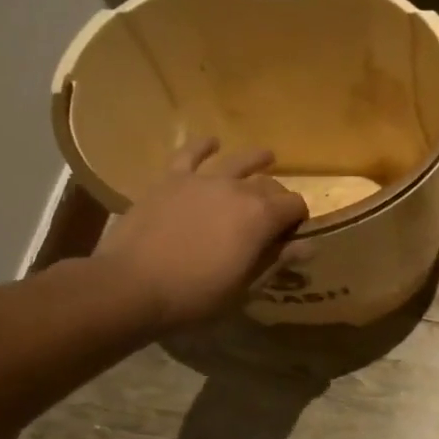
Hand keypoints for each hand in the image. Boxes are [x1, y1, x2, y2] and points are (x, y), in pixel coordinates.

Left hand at [93, 138, 308, 334]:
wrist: (131, 286)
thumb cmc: (194, 295)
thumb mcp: (244, 288)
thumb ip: (276, 261)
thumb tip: (308, 246)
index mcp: (262, 216)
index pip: (295, 206)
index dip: (299, 219)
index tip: (293, 234)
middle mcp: (238, 189)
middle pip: (269, 184)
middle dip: (278, 197)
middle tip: (274, 214)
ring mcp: (203, 180)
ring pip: (238, 161)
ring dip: (256, 159)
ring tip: (267, 156)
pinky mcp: (171, 179)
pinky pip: (190, 153)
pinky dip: (203, 146)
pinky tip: (212, 142)